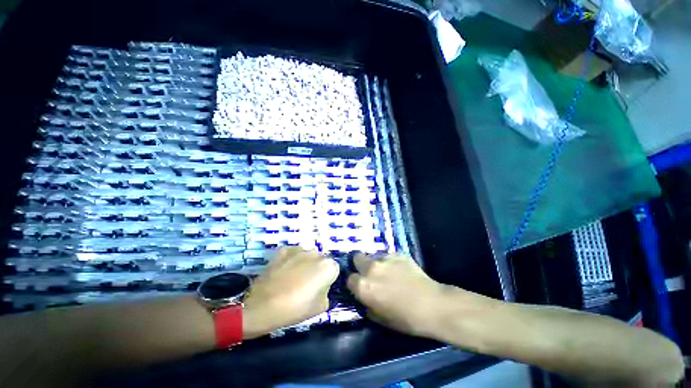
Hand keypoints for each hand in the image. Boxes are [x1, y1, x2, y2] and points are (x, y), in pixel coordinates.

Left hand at [242, 247, 339, 338]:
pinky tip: (284, 271)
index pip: (334, 270)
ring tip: (292, 278)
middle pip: (321, 260)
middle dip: (317, 269)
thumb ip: (327, 292)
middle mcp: (316, 253)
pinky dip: (291, 259)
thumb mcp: (321, 307)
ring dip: (305, 263)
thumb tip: (322, 286)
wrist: (262, 307)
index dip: (328, 280)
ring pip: (307, 255)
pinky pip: (293, 253)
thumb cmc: (295, 309)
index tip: (319, 289)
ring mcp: (299, 249)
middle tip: (306, 284)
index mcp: (328, 266)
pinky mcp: (284, 250)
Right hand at [347, 253, 448, 337]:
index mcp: (364, 286)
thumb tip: (364, 297)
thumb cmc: (405, 318)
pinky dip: (390, 262)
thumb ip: (367, 305)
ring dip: (376, 263)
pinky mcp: (398, 253)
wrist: (432, 305)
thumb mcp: (380, 318)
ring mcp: (385, 258)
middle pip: (357, 258)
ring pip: (373, 256)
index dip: (354, 283)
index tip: (360, 286)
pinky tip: (400, 270)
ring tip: (388, 272)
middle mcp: (371, 268)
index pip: (349, 278)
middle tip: (370, 274)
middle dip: (360, 265)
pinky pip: (388, 255)